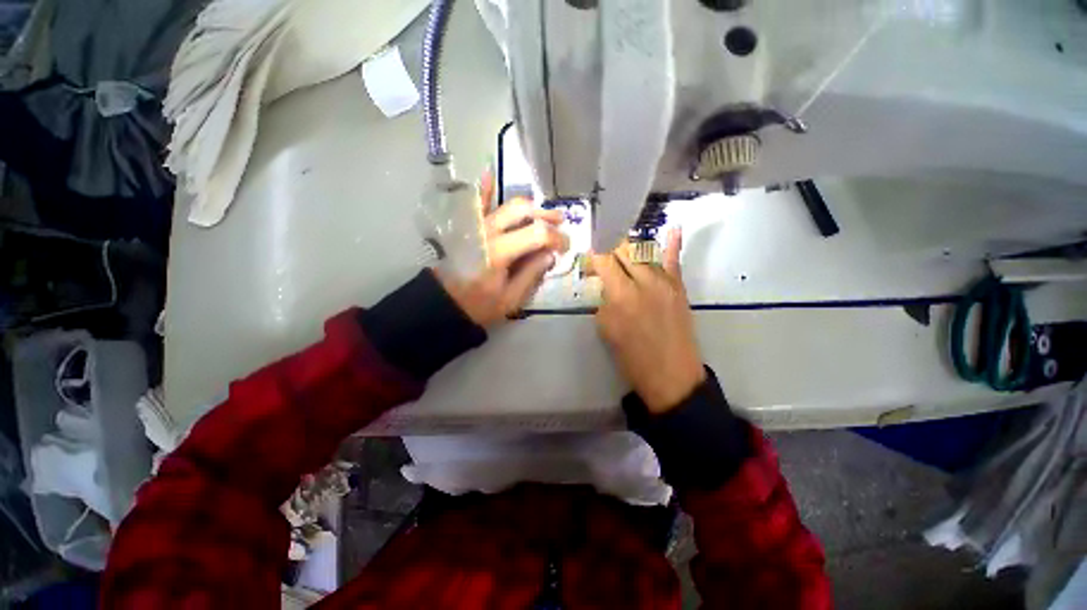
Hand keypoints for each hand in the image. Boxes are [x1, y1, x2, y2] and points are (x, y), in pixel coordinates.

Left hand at [437, 169, 568, 326]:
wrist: (444, 304)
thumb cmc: (479, 305)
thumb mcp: (510, 298)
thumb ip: (531, 274)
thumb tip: (550, 254)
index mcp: (500, 251)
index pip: (537, 234)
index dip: (557, 238)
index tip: (565, 248)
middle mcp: (489, 231)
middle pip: (522, 210)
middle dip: (545, 215)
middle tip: (560, 222)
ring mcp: (476, 226)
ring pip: (506, 205)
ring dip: (528, 206)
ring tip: (543, 213)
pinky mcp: (468, 229)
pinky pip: (477, 205)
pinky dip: (484, 190)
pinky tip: (489, 174)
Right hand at [592, 228, 704, 412]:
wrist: (671, 375)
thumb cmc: (632, 357)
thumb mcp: (606, 328)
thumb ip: (604, 300)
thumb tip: (604, 284)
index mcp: (621, 294)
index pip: (604, 260)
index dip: (593, 253)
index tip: (586, 253)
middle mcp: (643, 281)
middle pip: (623, 251)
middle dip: (609, 249)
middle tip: (601, 257)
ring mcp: (664, 281)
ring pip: (644, 252)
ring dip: (629, 249)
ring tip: (620, 250)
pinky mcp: (679, 287)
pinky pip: (675, 260)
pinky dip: (673, 243)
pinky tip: (674, 228)